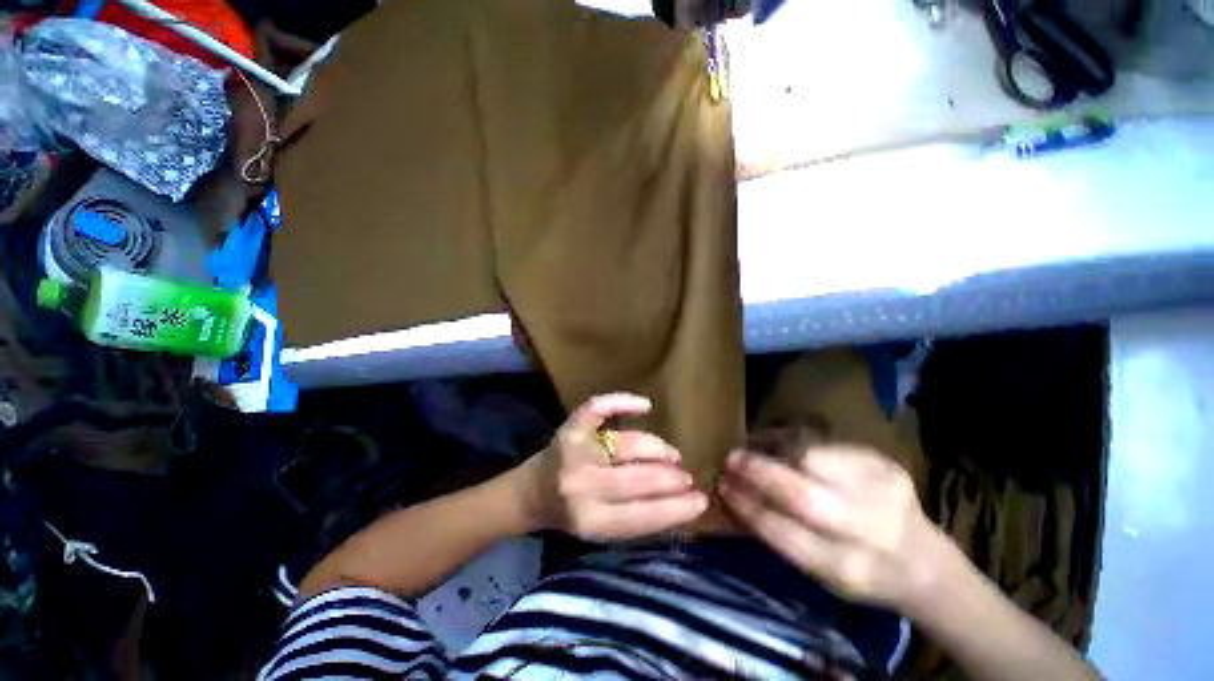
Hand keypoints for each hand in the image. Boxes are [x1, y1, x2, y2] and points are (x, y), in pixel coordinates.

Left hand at [515, 393, 708, 540]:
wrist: (531, 492)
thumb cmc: (570, 514)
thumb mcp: (602, 530)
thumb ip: (636, 519)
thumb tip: (680, 505)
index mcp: (590, 520)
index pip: (643, 514)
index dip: (675, 508)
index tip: (700, 501)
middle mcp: (582, 485)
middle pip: (639, 478)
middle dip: (671, 478)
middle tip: (686, 477)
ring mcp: (576, 451)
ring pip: (629, 445)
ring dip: (657, 449)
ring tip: (672, 455)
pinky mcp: (571, 427)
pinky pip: (599, 408)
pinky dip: (622, 402)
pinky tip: (645, 405)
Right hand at [718, 445, 943, 608]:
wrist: (923, 560)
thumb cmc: (861, 572)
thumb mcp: (820, 573)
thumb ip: (779, 535)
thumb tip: (733, 495)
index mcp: (845, 568)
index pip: (782, 532)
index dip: (746, 505)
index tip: (722, 487)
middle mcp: (866, 530)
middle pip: (801, 494)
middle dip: (757, 472)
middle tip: (731, 459)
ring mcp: (879, 490)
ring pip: (810, 456)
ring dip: (771, 448)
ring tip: (752, 447)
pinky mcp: (882, 461)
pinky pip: (822, 442)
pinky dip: (792, 440)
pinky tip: (778, 443)